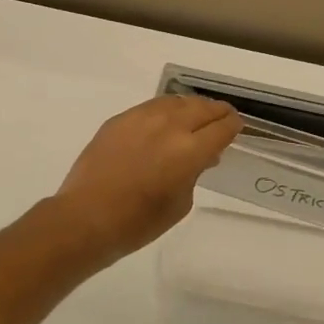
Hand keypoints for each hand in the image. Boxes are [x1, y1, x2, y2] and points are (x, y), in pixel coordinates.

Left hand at [51, 95, 243, 266]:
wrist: (86, 217)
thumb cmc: (138, 222)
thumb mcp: (180, 203)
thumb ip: (194, 173)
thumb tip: (200, 157)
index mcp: (189, 150)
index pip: (221, 128)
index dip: (233, 126)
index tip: (236, 128)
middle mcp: (169, 126)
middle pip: (202, 108)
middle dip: (217, 112)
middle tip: (223, 117)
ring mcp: (141, 118)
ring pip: (176, 101)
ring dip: (191, 107)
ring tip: (195, 116)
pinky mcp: (120, 119)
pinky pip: (151, 107)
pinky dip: (165, 110)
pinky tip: (164, 121)